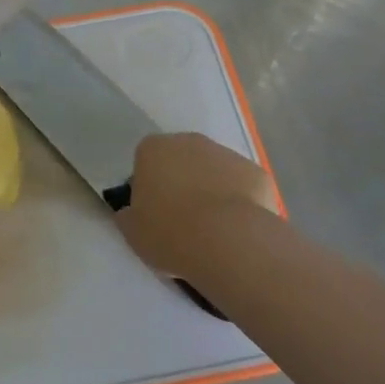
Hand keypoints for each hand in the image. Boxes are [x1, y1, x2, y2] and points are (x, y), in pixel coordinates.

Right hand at [118, 132, 281, 279]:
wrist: (228, 241)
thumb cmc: (170, 233)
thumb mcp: (133, 232)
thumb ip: (129, 216)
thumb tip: (132, 212)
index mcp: (153, 149)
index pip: (145, 161)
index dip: (149, 187)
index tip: (154, 214)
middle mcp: (189, 141)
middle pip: (181, 161)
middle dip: (182, 183)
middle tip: (183, 222)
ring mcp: (226, 154)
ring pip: (213, 172)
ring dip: (211, 192)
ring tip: (214, 231)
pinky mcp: (256, 172)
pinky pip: (242, 187)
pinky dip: (240, 203)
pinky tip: (238, 231)